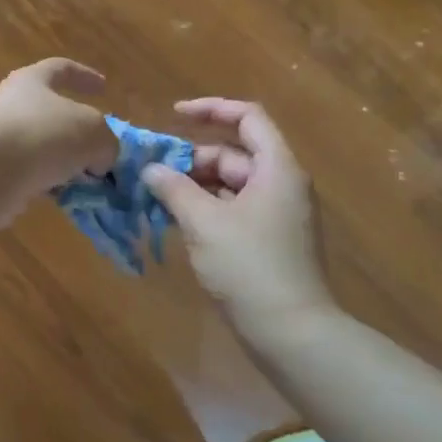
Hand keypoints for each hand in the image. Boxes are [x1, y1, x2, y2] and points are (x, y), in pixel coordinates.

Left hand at [0, 58, 116, 211]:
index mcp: (32, 81)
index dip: (84, 76)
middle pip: (50, 112)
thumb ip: (105, 143)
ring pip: (41, 146)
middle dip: (77, 132)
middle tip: (98, 149)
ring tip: (88, 181)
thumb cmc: (44, 135)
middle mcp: (11, 104)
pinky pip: (30, 174)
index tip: (103, 86)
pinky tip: (65, 197)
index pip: (61, 69)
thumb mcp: (94, 133)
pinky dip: (49, 184)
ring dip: (65, 163)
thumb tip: (97, 162)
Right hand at [141, 98, 337, 329]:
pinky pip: (233, 209)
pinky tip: (176, 223)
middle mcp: (282, 185)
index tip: (173, 115)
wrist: (291, 333)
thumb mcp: (203, 222)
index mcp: (276, 169)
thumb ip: (173, 188)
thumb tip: (150, 169)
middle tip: (152, 173)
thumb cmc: (249, 267)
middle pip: (234, 154)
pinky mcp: (269, 241)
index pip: (247, 117)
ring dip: (194, 186)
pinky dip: (205, 209)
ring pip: (230, 184)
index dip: (210, 109)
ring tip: (156, 198)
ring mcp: (277, 215)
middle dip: (192, 159)